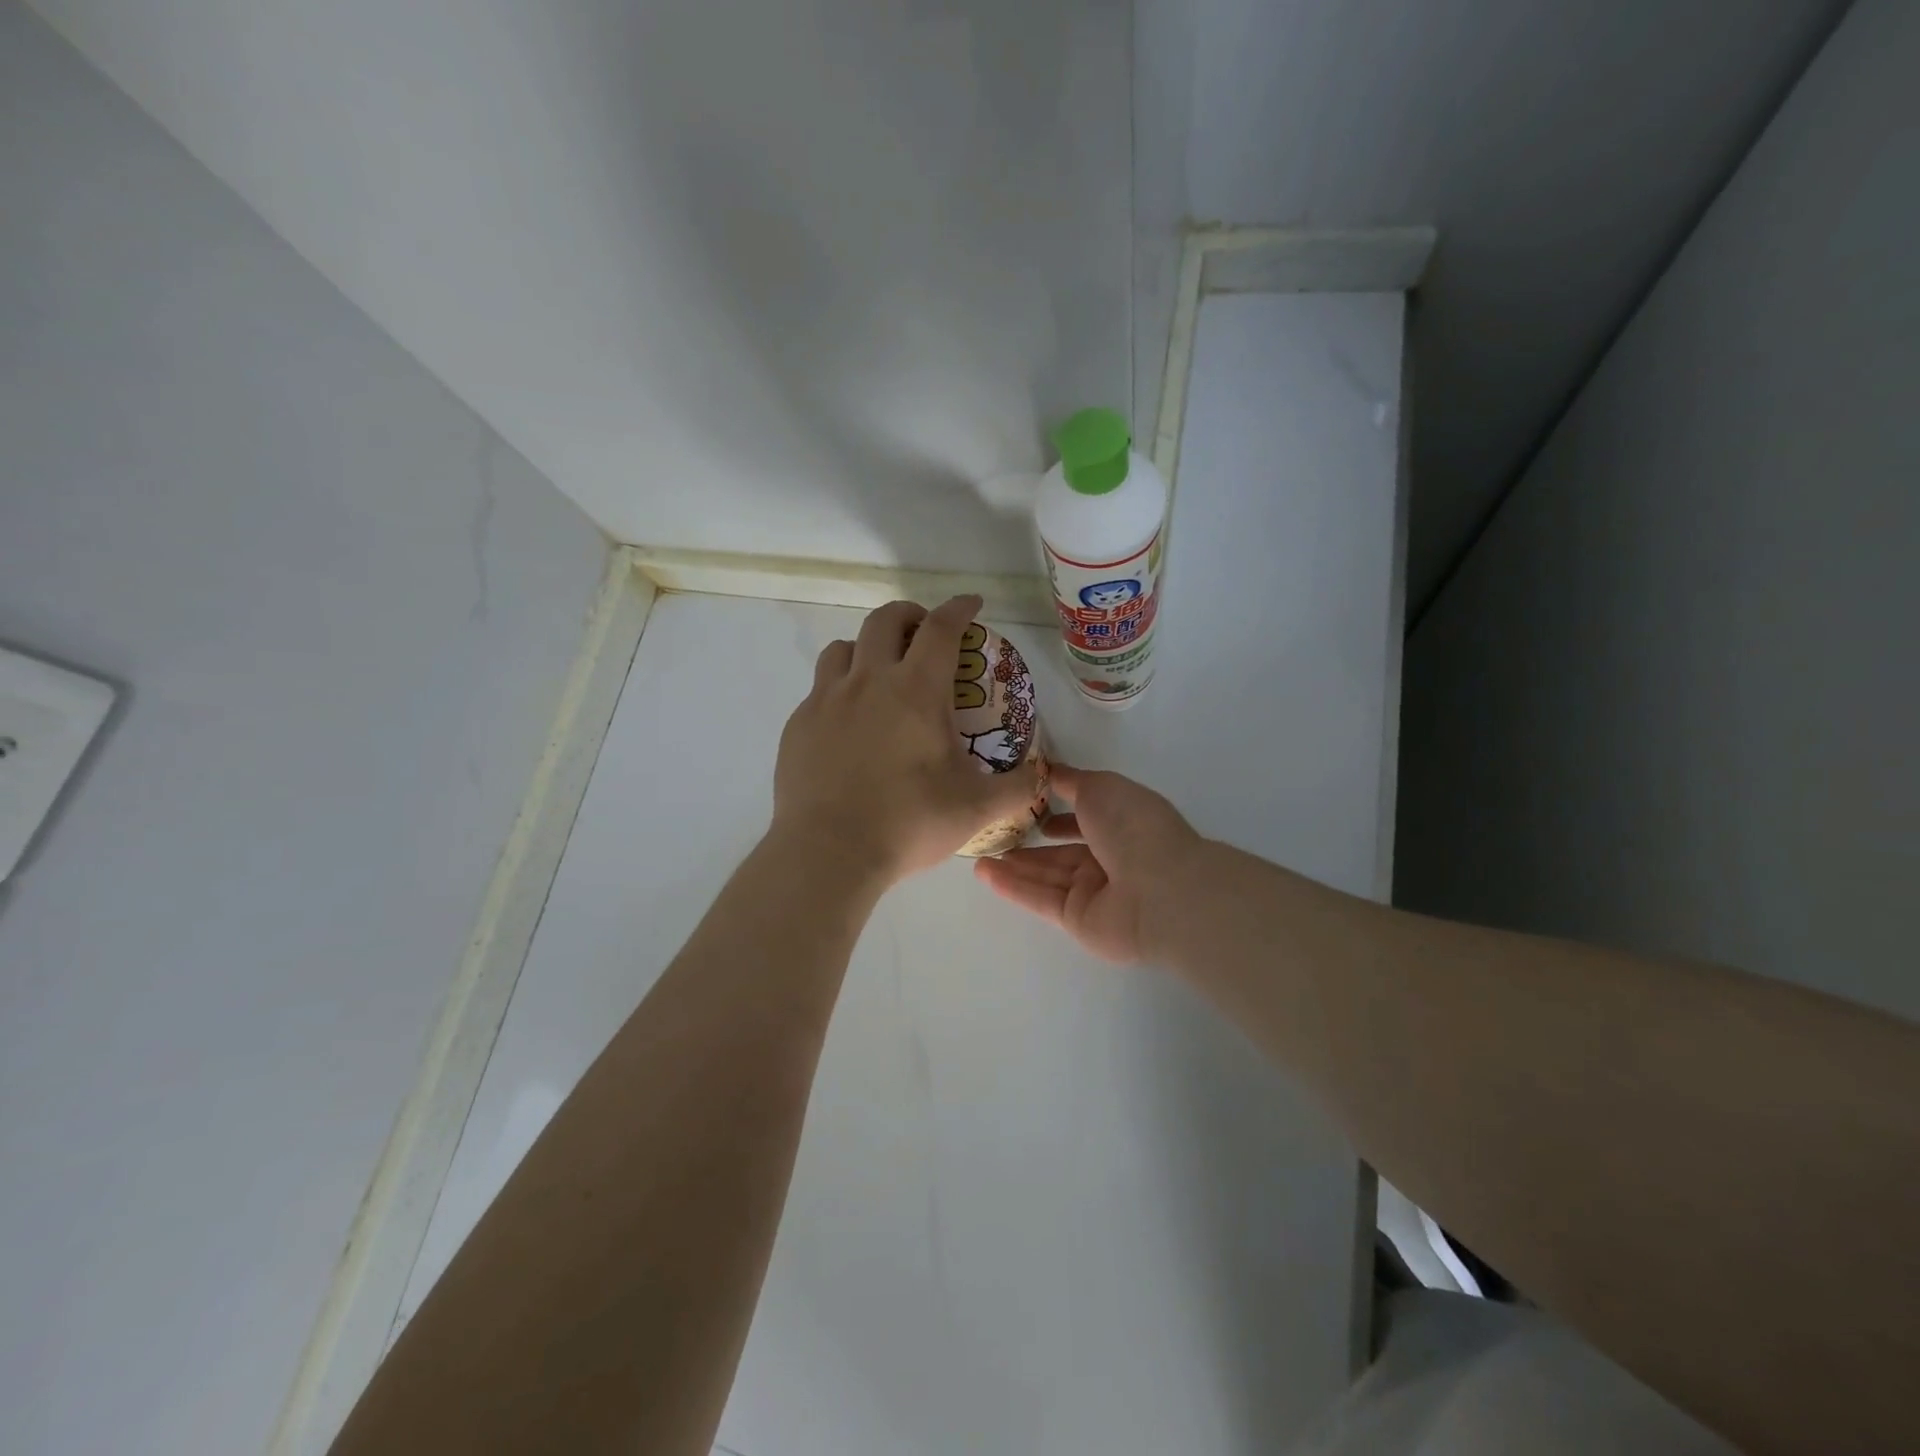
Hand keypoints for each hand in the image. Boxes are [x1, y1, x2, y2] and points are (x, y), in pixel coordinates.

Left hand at [773, 596, 1041, 882]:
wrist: (828, 853)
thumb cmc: (908, 823)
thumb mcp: (977, 808)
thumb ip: (1018, 788)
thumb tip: (1044, 775)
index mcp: (916, 690)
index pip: (941, 628)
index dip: (960, 609)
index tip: (971, 604)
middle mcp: (868, 681)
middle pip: (885, 620)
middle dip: (910, 615)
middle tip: (925, 634)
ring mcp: (826, 700)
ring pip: (843, 648)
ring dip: (867, 648)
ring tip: (881, 672)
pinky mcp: (798, 725)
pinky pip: (820, 689)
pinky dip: (840, 689)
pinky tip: (849, 723)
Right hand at [974, 763, 1201, 963]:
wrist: (1161, 891)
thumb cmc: (1133, 827)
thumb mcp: (1099, 787)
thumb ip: (1071, 781)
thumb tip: (1049, 771)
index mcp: (1123, 823)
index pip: (1086, 818)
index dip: (1059, 813)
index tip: (1027, 806)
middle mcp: (1111, 858)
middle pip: (1062, 852)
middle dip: (1031, 844)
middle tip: (994, 834)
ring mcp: (1095, 892)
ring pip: (1047, 875)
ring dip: (1014, 865)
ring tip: (978, 853)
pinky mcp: (1078, 920)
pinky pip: (1041, 899)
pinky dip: (1013, 886)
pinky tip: (984, 873)